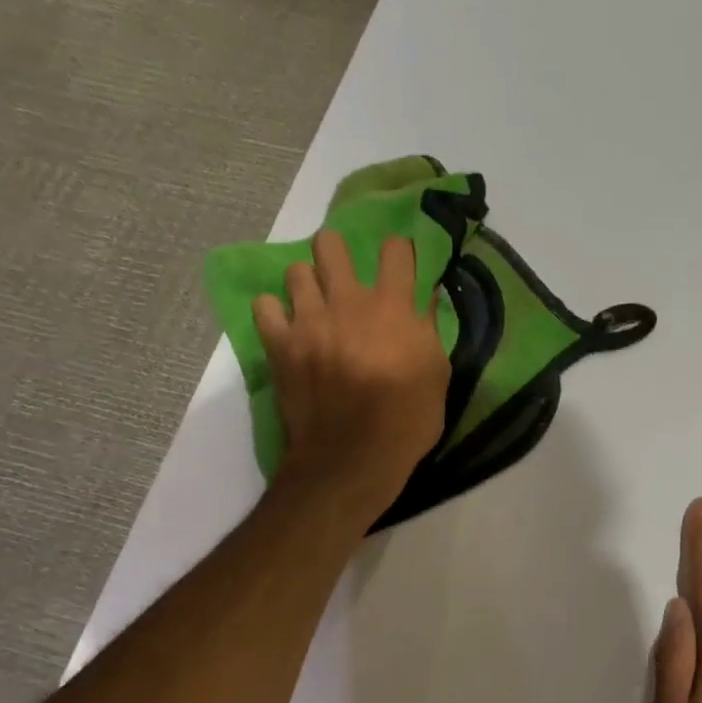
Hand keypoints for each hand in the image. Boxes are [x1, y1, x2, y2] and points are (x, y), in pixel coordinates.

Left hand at [255, 230, 449, 524]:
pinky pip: (264, 306)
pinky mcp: (279, 344)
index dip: (399, 253)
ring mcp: (308, 321)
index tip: (399, 267)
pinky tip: (286, 328)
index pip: (396, 251)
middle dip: (338, 253)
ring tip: (313, 307)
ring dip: (307, 285)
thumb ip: (429, 330)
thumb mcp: (437, 376)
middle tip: (343, 277)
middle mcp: (348, 302)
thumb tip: (426, 296)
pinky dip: (274, 313)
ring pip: (296, 271)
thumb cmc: (407, 422)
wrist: (353, 459)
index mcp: (393, 308)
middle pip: (331, 244)